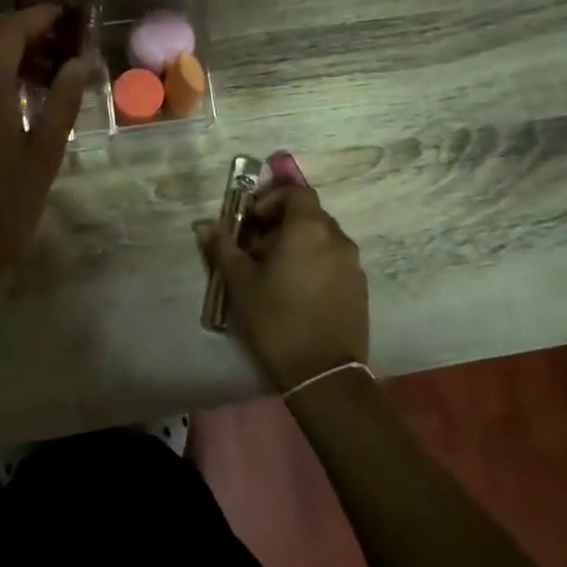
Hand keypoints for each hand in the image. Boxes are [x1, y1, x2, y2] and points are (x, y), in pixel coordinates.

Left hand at [0, 7, 90, 302]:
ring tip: (39, 70)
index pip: (8, 30)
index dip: (38, 18)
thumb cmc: (3, 212)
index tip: (67, 18)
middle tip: (53, 44)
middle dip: (15, 25)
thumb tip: (79, 63)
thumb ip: (62, 104)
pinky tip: (11, 94)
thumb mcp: (43, 158)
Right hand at [197, 184, 369, 391]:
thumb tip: (206, 226)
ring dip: (300, 244)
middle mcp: (337, 238)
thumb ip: (223, 248)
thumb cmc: (277, 320)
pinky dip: (316, 263)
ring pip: (323, 238)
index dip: (273, 199)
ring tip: (277, 273)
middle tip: (258, 250)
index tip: (253, 222)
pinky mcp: (360, 288)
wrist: (323, 374)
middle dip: (283, 224)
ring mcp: (353, 264)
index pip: (297, 192)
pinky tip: (299, 292)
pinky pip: (335, 261)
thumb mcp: (241, 283)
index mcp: (309, 229)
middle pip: (310, 214)